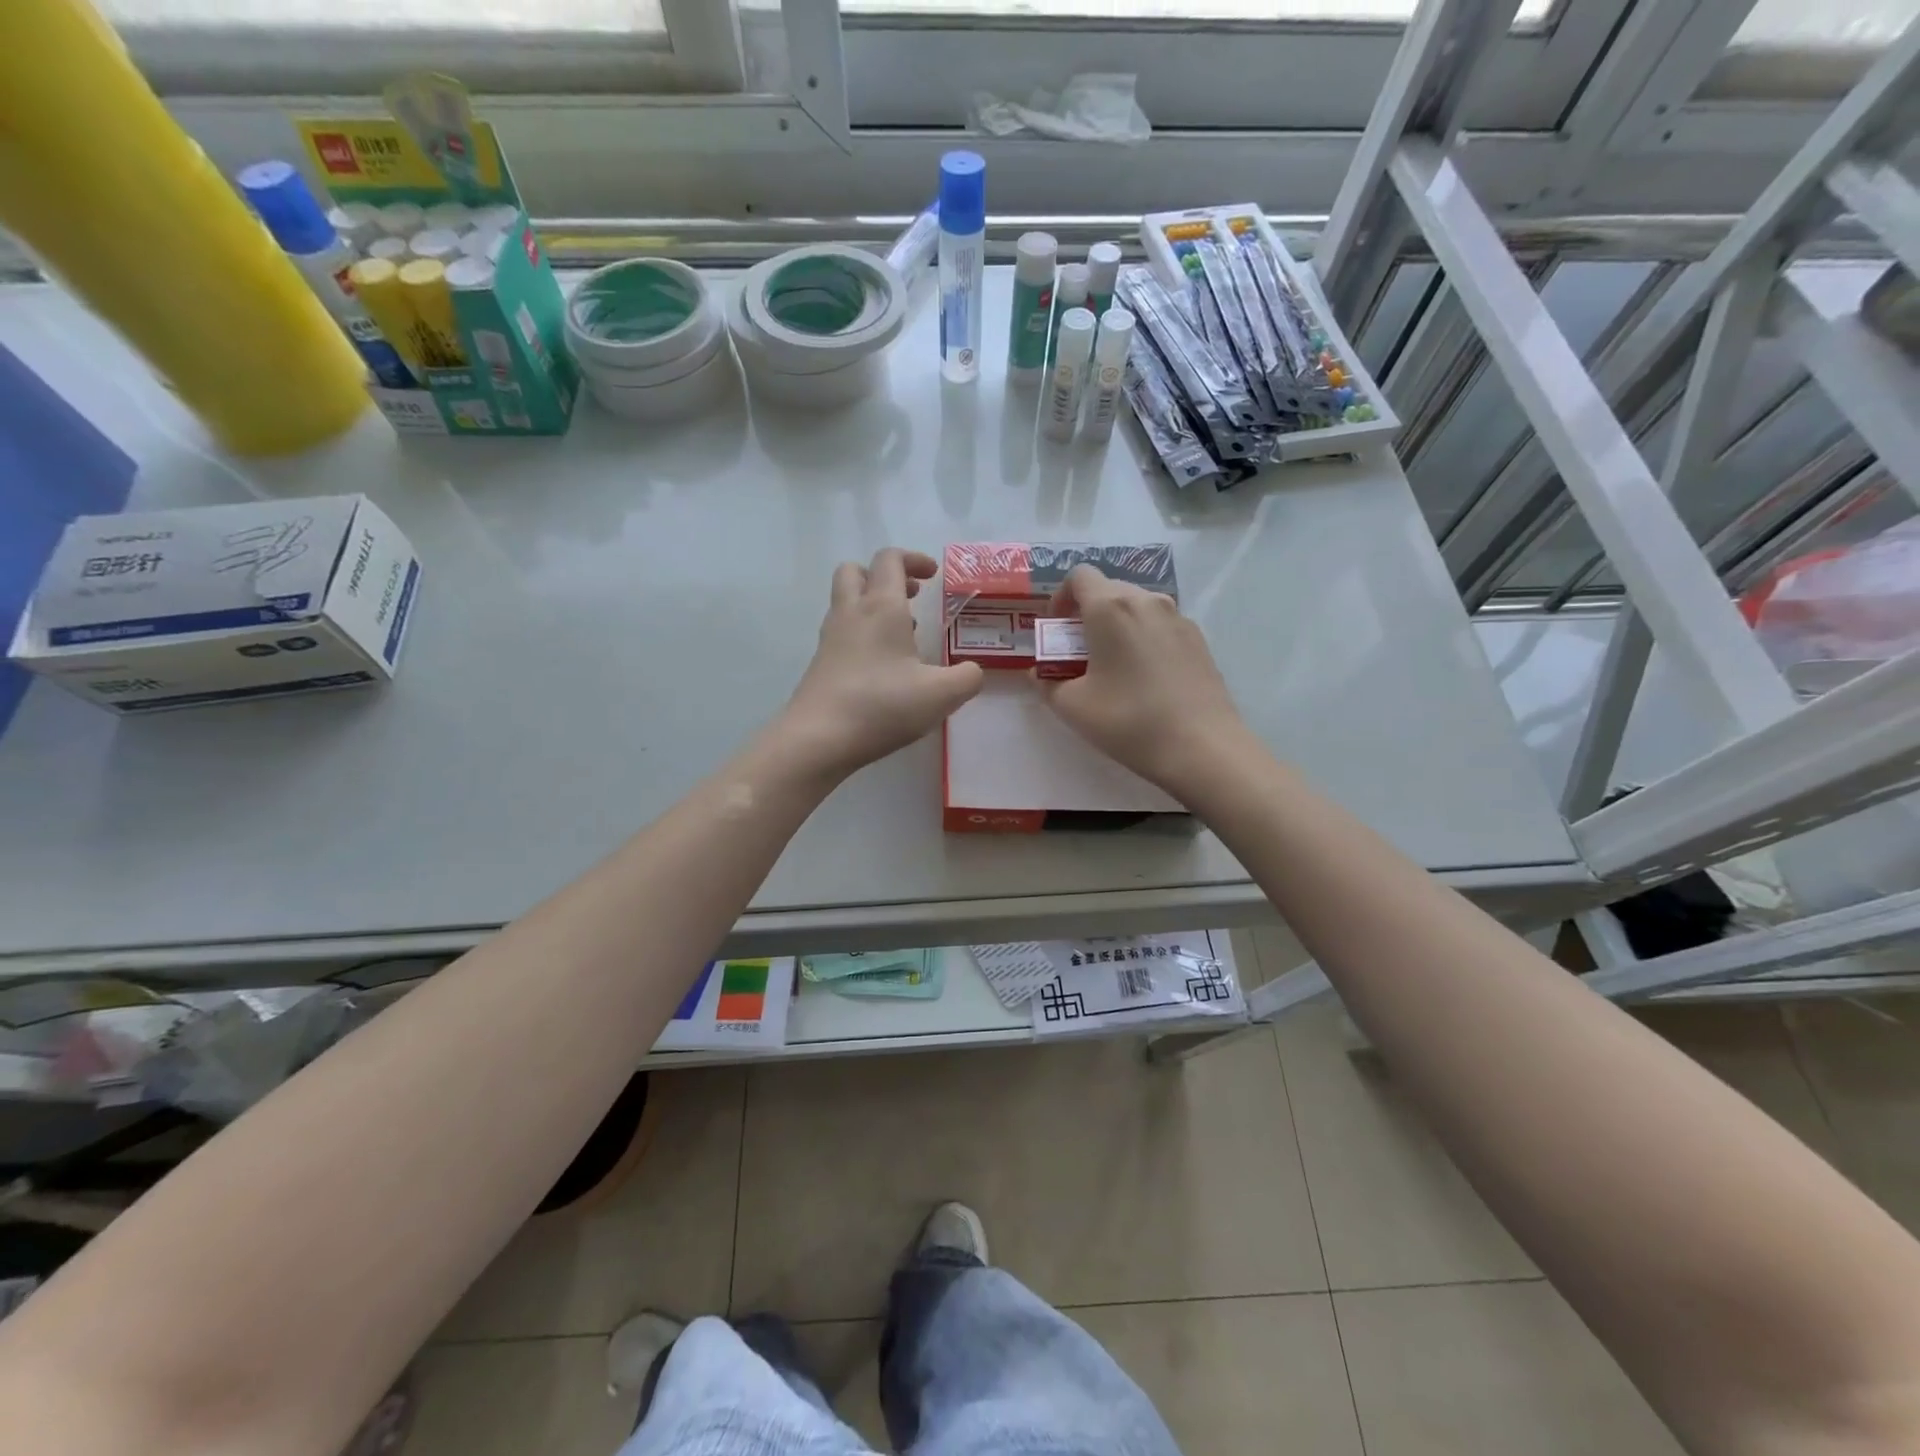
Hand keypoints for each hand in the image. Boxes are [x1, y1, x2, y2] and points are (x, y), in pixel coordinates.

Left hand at [778, 549, 983, 780]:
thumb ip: (967, 678)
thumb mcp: (941, 695)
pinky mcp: (820, 664)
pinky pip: (842, 633)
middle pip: (855, 571)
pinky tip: (883, 667)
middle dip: (884, 575)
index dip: (913, 559)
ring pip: (846, 602)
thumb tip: (972, 671)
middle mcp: (851, 613)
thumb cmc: (882, 706)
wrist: (818, 738)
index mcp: (882, 607)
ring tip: (903, 635)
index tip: (933, 575)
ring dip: (872, 605)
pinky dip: (862, 635)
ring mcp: (830, 639)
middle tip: (911, 596)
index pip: (890, 559)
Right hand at [1039, 564, 1249, 795]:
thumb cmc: (1129, 721)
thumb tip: (1040, 673)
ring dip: (1116, 626)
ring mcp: (1178, 618)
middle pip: (1109, 589)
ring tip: (1112, 666)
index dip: (1060, 598)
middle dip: (1087, 614)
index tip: (1057, 631)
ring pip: (1137, 607)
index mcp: (1110, 607)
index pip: (1079, 576)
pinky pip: (1160, 625)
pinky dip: (1143, 638)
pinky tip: (1144, 678)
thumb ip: (1047, 683)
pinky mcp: (1198, 639)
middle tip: (1078, 653)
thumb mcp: (1072, 707)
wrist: (1202, 747)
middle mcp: (1146, 601)